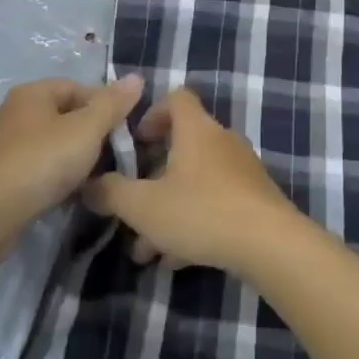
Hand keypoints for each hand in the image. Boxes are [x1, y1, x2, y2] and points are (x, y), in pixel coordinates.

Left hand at [0, 75, 142, 230]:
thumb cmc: (40, 162)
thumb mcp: (86, 130)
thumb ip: (112, 104)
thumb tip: (136, 77)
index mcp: (32, 93)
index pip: (78, 87)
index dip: (104, 105)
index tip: (122, 132)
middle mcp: (13, 112)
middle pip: (63, 115)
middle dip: (89, 135)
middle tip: (111, 157)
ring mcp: (1, 145)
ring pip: (49, 144)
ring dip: (71, 159)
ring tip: (91, 179)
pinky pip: (34, 168)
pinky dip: (52, 177)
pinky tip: (65, 195)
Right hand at [83, 89, 298, 272]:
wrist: (270, 244)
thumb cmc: (201, 212)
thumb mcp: (143, 206)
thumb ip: (111, 193)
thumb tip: (87, 184)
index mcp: (196, 129)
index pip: (176, 98)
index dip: (152, 113)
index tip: (135, 141)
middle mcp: (221, 141)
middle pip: (183, 145)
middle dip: (153, 176)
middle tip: (132, 202)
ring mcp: (242, 170)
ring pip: (196, 181)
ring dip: (169, 207)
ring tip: (145, 250)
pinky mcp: (255, 199)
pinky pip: (216, 203)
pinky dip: (193, 222)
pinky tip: (175, 260)